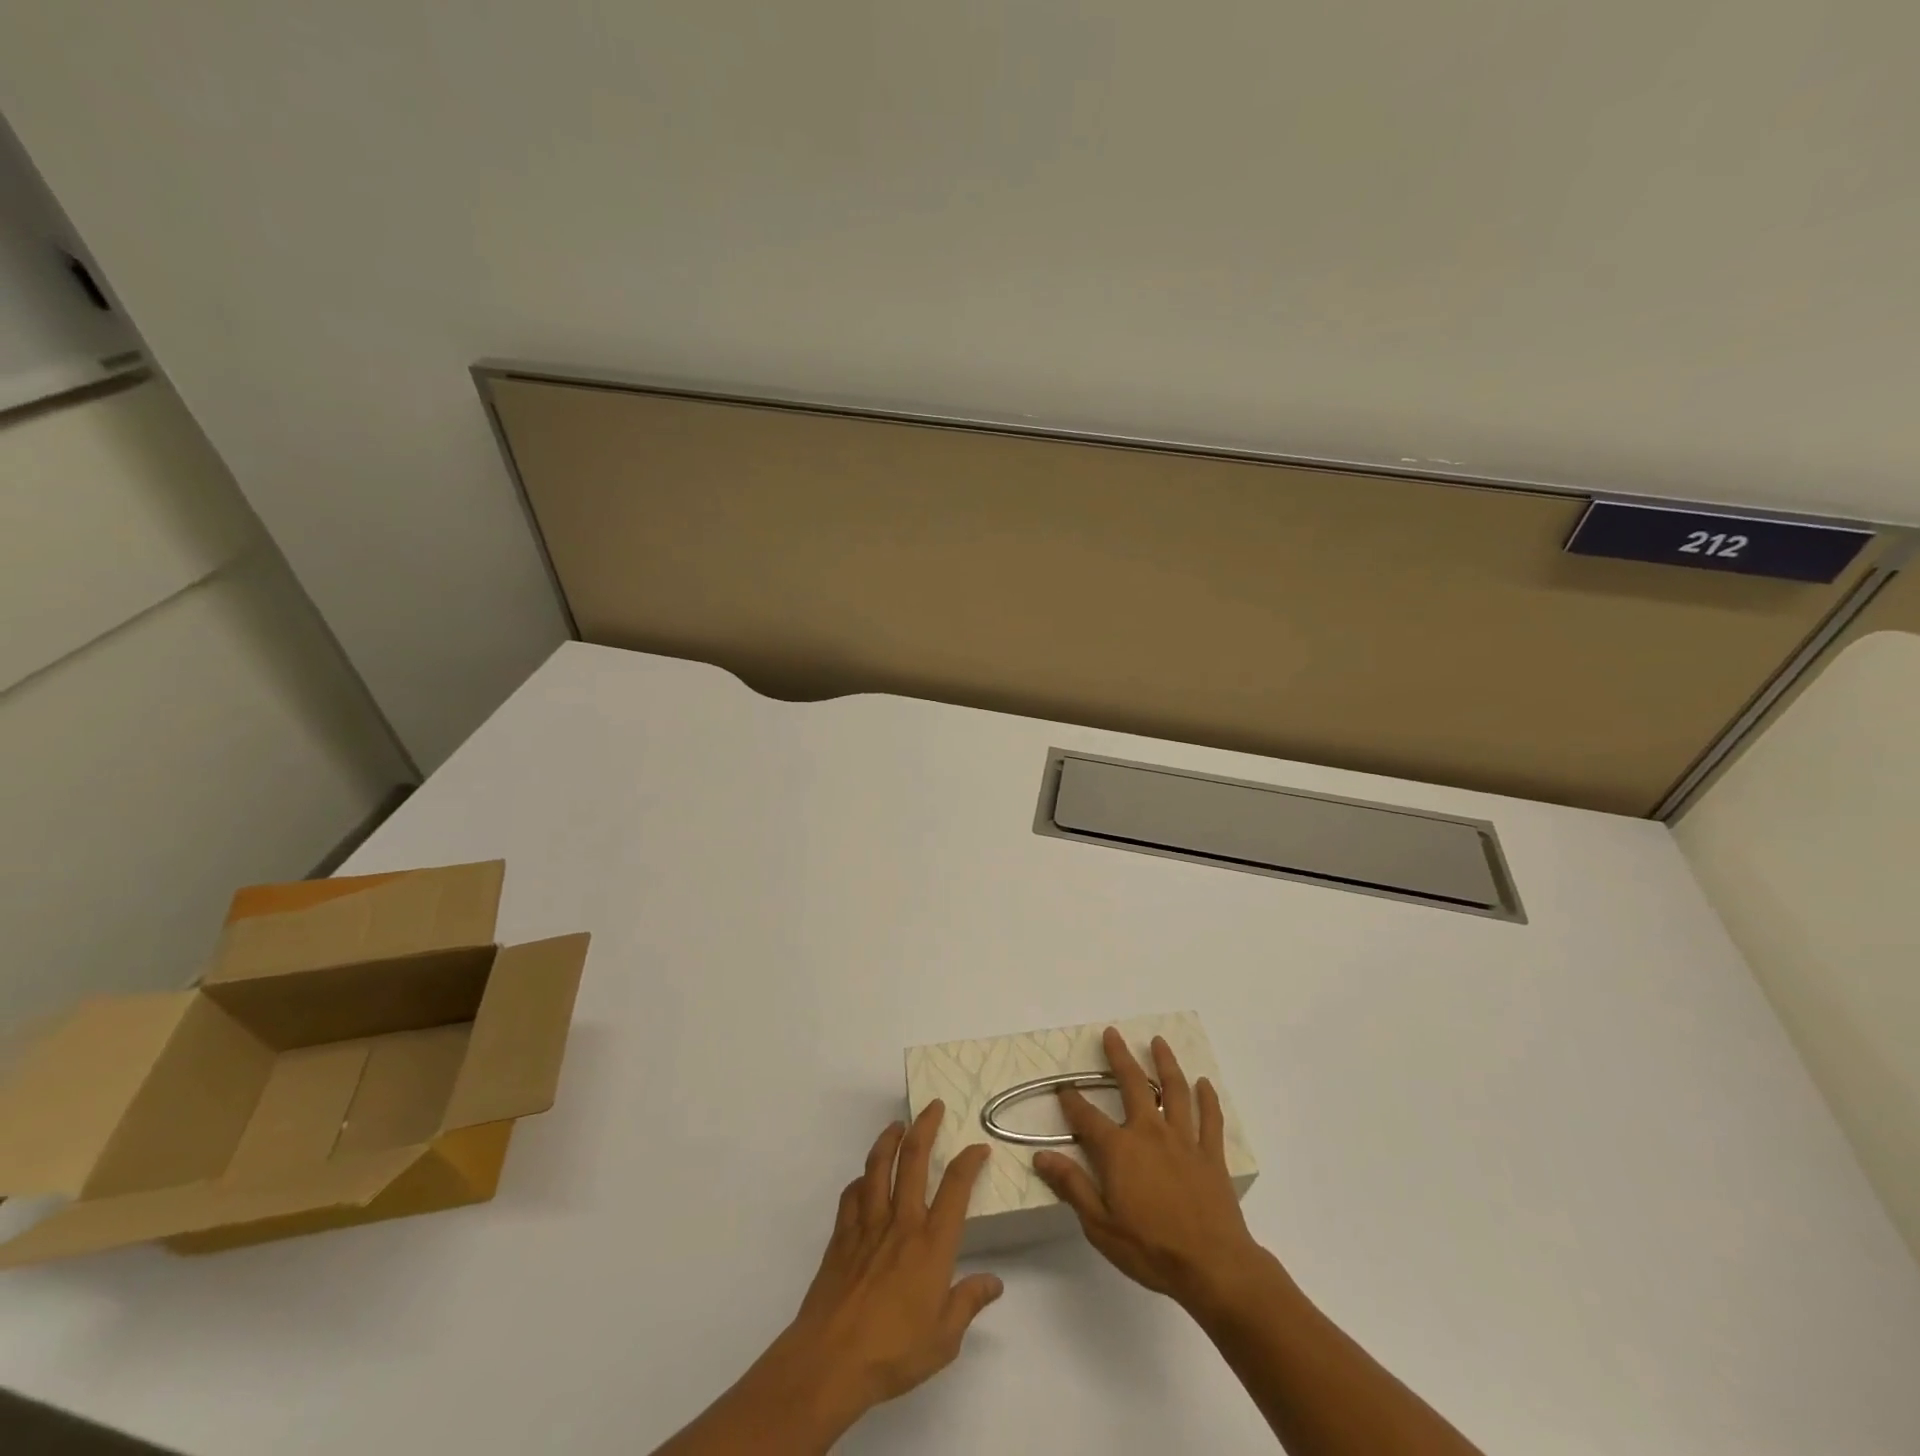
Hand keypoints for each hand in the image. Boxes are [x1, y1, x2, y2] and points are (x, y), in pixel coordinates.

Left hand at [651, 1105, 1000, 1455]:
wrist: (831, 1360)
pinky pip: (851, 1195)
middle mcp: (902, 1222)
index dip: (969, 1162)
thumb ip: (968, 1303)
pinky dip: (860, 1180)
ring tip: (897, 1125)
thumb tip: (994, 1282)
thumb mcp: (944, 1338)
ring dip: (889, 1139)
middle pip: (913, 1159)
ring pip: (878, 1166)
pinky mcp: (841, 1235)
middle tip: (934, 1106)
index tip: (978, 1147)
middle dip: (925, 1126)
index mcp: (932, 1243)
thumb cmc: (894, 1352)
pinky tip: (863, 1179)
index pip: (956, 1188)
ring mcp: (868, 1224)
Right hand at [1033, 1028, 1264, 1313]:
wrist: (1213, 1267)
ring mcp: (1183, 1140)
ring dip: (1165, 1063)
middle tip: (1112, 1033)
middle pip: (1132, 1084)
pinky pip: (1210, 1119)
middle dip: (1119, 1056)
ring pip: (1174, 1090)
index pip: (1087, 1118)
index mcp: (1119, 1150)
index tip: (1063, 1087)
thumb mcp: (1100, 1226)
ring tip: (1159, 1042)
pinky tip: (1205, 1083)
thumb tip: (1041, 1156)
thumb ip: (1072, 1186)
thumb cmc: (1151, 1249)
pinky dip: (1207, 1098)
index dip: (1072, 1101)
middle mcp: (1149, 1132)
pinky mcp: (1210, 1154)